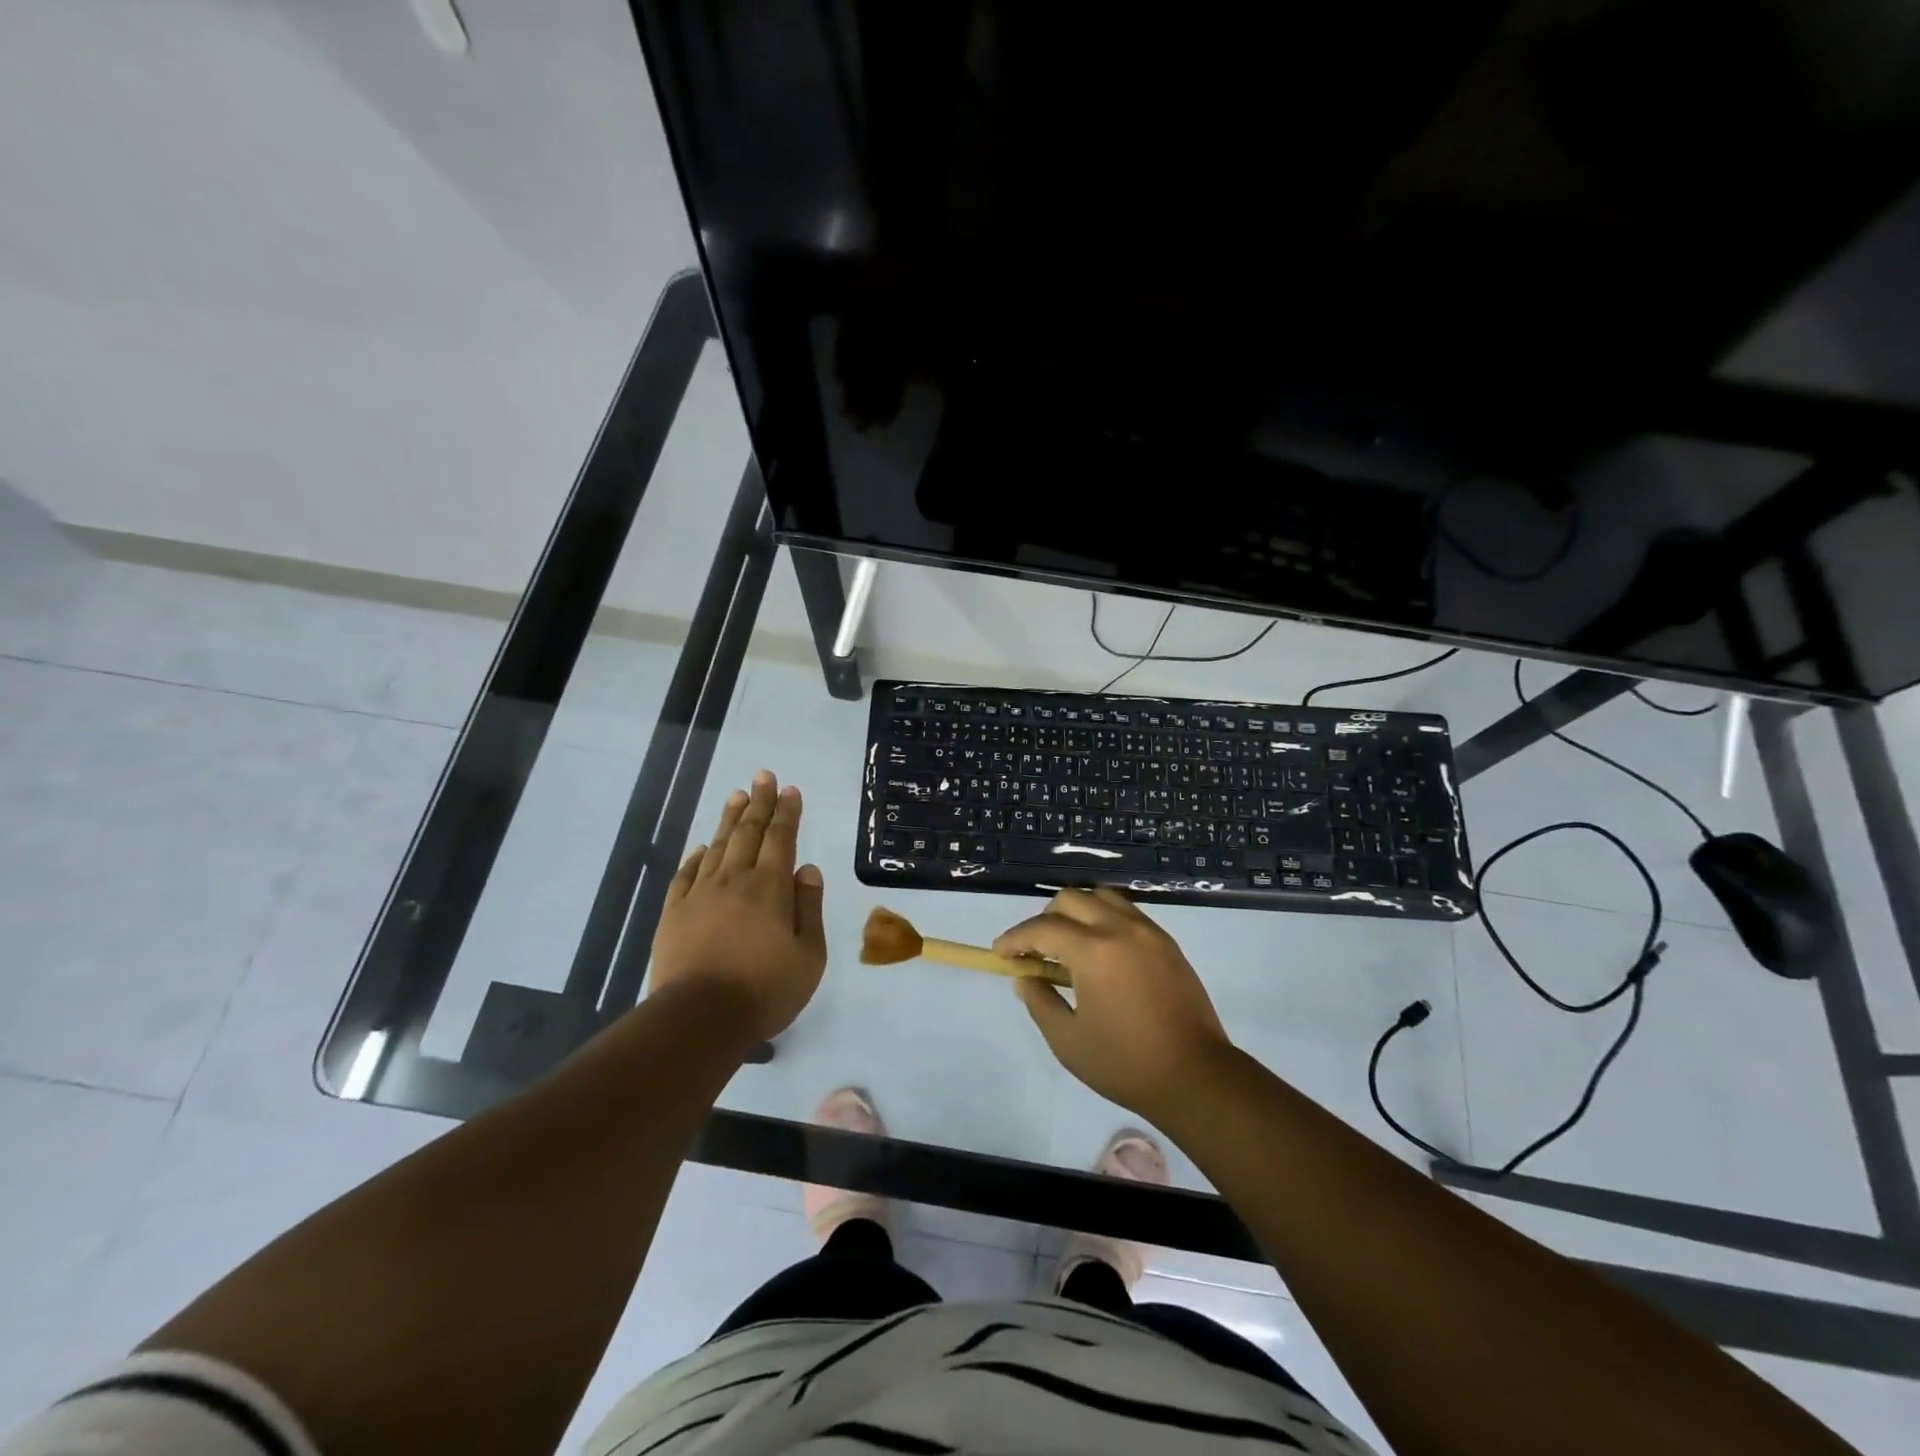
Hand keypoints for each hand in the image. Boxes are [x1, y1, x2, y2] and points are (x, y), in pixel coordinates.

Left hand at [651, 770, 827, 1043]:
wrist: (699, 1018)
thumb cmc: (765, 989)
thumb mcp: (809, 955)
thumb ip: (809, 908)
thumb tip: (807, 869)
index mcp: (770, 887)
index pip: (781, 838)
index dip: (787, 812)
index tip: (789, 789)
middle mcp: (735, 880)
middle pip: (748, 832)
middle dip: (759, 802)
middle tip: (763, 775)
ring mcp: (700, 894)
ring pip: (717, 846)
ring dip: (729, 819)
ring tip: (737, 796)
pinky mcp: (674, 913)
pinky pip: (687, 874)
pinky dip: (697, 856)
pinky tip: (702, 848)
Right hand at [995, 887, 1231, 1120]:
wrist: (1196, 1076)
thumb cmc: (1126, 1064)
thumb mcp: (1068, 1041)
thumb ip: (1040, 1002)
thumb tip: (1025, 978)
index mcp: (1094, 951)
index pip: (1042, 928)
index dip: (1016, 938)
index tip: (1000, 952)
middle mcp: (1121, 928)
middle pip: (1070, 900)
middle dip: (1044, 919)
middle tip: (1035, 950)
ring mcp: (1148, 931)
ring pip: (1101, 897)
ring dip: (1077, 912)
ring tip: (1068, 944)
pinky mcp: (1167, 943)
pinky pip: (1126, 912)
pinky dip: (1104, 918)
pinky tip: (1100, 950)